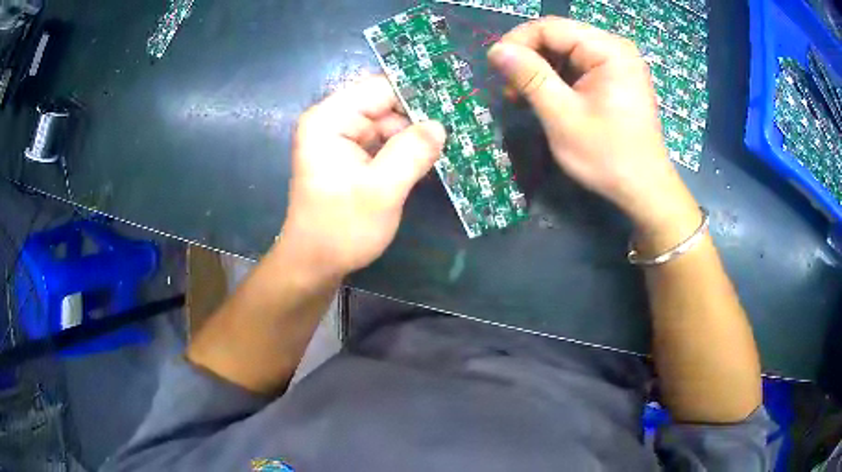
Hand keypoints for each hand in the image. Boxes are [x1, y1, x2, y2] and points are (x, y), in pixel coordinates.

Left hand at [277, 75, 446, 282]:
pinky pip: (385, 141)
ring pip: (389, 123)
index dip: (417, 92)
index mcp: (329, 119)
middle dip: (420, 115)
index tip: (454, 100)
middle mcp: (333, 121)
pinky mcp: (351, 156)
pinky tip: (432, 157)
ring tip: (452, 142)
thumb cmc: (341, 229)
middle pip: (385, 104)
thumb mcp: (381, 190)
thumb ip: (412, 152)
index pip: (379, 88)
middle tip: (460, 126)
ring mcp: (342, 138)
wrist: (315, 264)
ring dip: (417, 134)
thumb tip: (440, 125)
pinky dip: (407, 149)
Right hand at [488, 17, 696, 229]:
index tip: (495, 68)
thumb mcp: (563, 116)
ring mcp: (617, 63)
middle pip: (558, 36)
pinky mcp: (615, 78)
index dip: (517, 42)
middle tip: (510, 89)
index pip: (550, 27)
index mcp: (608, 50)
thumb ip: (530, 77)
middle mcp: (614, 48)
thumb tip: (496, 50)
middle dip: (529, 58)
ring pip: (564, 51)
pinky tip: (546, 99)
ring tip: (524, 98)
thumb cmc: (607, 156)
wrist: (644, 189)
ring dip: (539, 70)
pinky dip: (556, 79)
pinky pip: (577, 66)